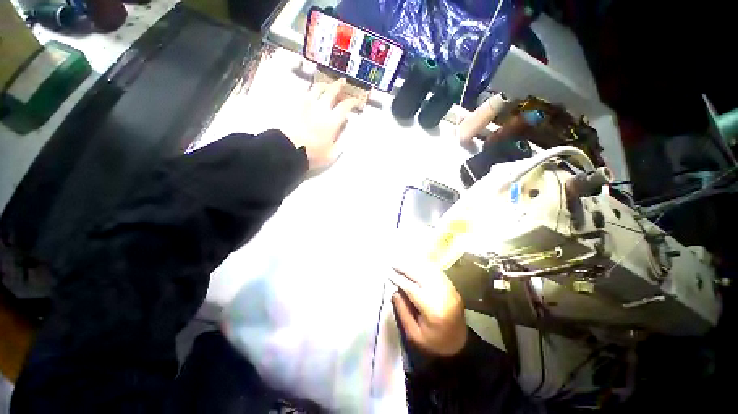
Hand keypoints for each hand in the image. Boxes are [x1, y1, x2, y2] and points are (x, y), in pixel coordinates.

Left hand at [281, 78, 359, 169]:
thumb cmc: (312, 154)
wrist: (288, 150)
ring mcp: (306, 105)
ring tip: (327, 85)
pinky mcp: (295, 106)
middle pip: (331, 92)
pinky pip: (303, 93)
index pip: (345, 106)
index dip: (353, 102)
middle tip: (343, 82)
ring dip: (324, 85)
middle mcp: (321, 109)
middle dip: (339, 86)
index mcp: (332, 122)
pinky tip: (310, 92)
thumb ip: (340, 145)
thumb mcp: (331, 155)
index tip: (358, 101)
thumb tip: (346, 136)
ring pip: (317, 89)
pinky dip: (309, 90)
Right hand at [389, 261, 467, 356]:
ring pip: (430, 270)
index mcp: (434, 311)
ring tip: (401, 262)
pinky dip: (425, 266)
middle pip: (422, 275)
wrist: (461, 344)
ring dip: (415, 264)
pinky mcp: (453, 287)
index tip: (388, 273)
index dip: (400, 280)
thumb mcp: (415, 335)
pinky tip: (415, 264)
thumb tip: (394, 292)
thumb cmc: (435, 342)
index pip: (413, 289)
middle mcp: (444, 296)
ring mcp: (450, 290)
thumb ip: (403, 313)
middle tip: (393, 263)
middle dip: (406, 268)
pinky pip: (437, 271)